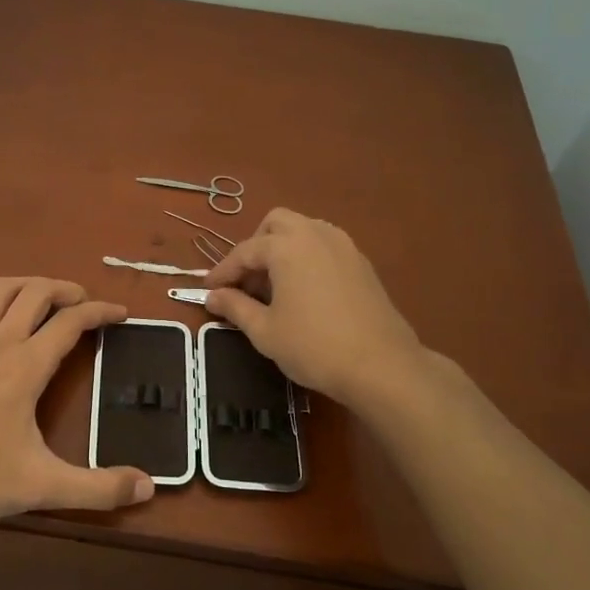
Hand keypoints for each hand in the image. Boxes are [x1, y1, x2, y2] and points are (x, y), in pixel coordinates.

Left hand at [0, 277, 154, 521]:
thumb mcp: (42, 486)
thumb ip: (97, 488)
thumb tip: (148, 487)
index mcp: (26, 364)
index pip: (71, 321)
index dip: (101, 312)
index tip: (121, 314)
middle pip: (37, 291)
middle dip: (67, 290)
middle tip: (85, 303)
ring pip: (3, 290)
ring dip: (31, 286)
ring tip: (46, 300)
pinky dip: (1, 303)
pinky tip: (1, 327)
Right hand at [204, 209, 426, 407]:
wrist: (381, 366)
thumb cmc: (314, 347)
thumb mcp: (265, 331)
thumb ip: (235, 307)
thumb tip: (213, 296)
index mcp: (287, 246)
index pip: (245, 251)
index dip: (223, 271)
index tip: (208, 290)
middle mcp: (315, 234)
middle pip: (276, 224)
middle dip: (255, 246)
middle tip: (246, 281)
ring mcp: (344, 246)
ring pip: (304, 230)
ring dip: (282, 249)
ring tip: (274, 286)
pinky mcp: (362, 263)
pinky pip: (325, 246)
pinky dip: (306, 258)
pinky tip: (303, 291)